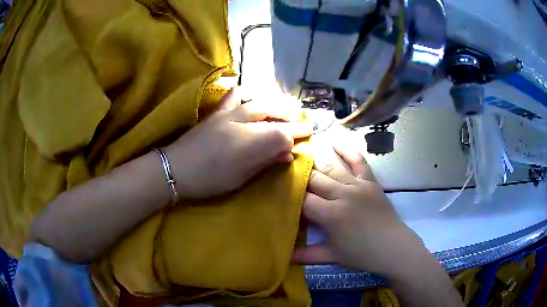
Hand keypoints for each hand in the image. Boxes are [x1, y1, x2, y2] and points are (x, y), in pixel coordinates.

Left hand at [165, 87, 311, 198]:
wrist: (175, 169)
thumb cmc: (209, 179)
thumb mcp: (241, 177)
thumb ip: (265, 161)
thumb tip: (287, 153)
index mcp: (249, 142)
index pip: (282, 133)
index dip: (298, 133)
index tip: (309, 132)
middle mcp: (242, 121)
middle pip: (274, 112)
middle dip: (291, 116)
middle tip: (302, 120)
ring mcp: (228, 113)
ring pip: (258, 100)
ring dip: (275, 102)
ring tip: (284, 107)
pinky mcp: (217, 111)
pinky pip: (235, 94)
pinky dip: (248, 93)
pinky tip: (252, 98)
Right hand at [293, 145, 425, 276]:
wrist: (393, 247)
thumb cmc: (361, 254)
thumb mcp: (332, 256)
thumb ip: (306, 255)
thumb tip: (283, 256)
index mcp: (331, 214)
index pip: (303, 199)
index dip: (289, 195)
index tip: (279, 192)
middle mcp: (342, 194)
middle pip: (314, 179)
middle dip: (298, 174)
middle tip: (283, 168)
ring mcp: (358, 185)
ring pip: (331, 167)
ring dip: (315, 159)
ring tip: (300, 151)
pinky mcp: (371, 181)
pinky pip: (358, 161)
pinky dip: (347, 149)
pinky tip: (334, 141)